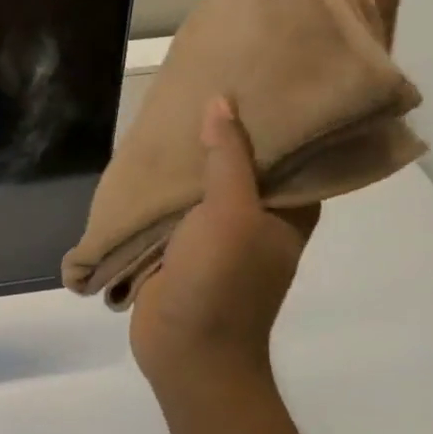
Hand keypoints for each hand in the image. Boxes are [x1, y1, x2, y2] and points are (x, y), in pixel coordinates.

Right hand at [131, 97, 317, 380]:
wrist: (187, 352)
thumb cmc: (221, 282)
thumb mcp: (230, 214)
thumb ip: (227, 159)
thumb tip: (222, 102)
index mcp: (286, 213)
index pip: (289, 156)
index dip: (274, 120)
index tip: (254, 80)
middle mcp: (256, 221)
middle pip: (240, 168)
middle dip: (220, 134)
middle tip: (199, 88)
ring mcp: (216, 238)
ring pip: (201, 189)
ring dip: (185, 163)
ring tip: (165, 118)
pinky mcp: (180, 251)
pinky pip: (172, 211)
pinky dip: (161, 191)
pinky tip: (143, 165)